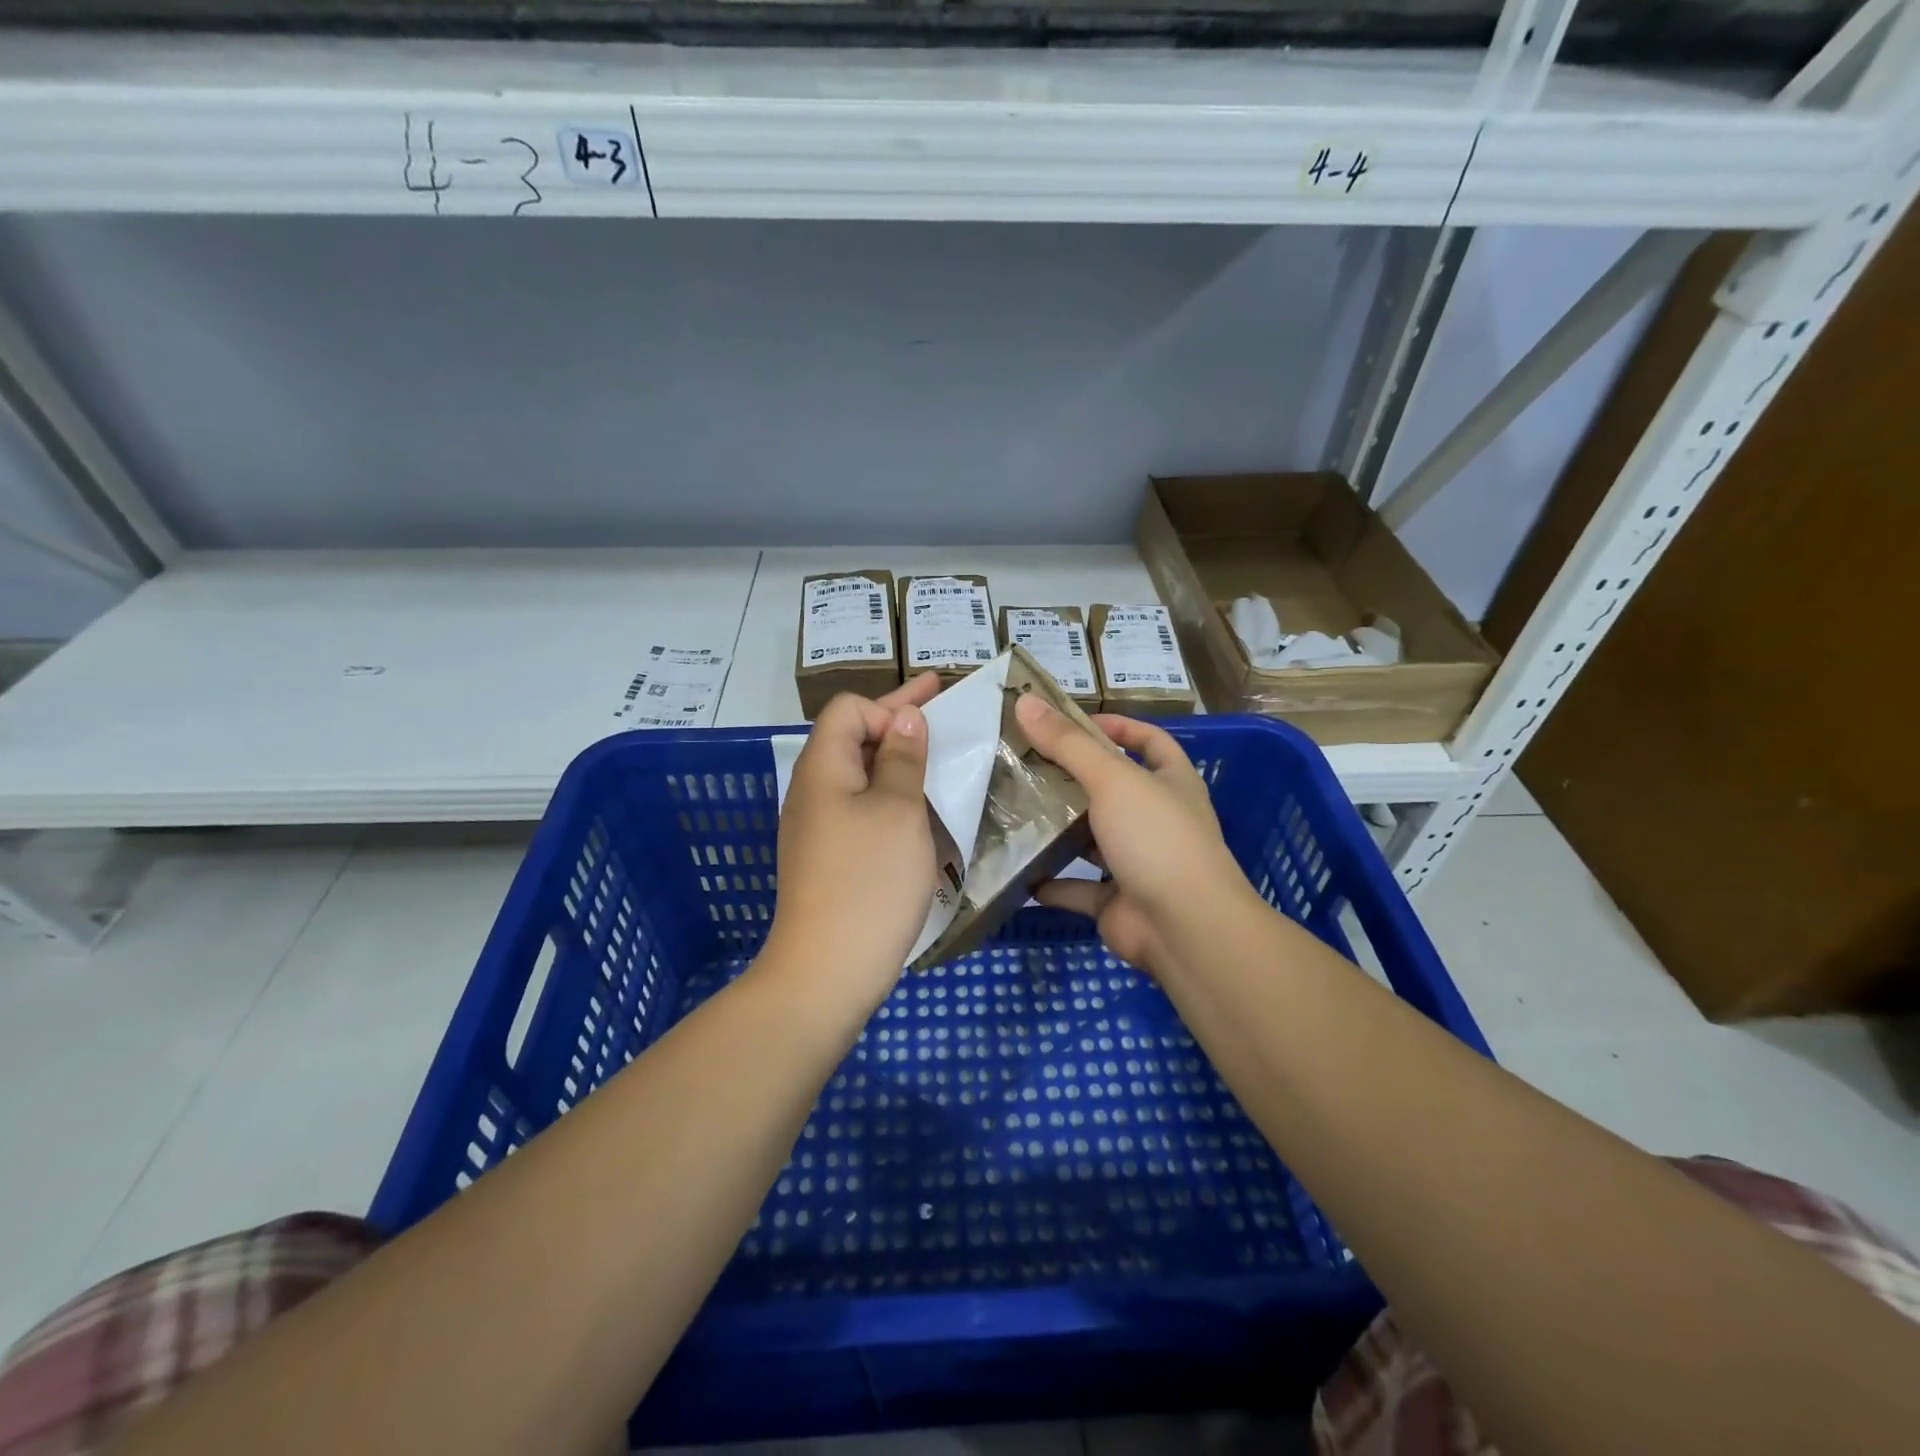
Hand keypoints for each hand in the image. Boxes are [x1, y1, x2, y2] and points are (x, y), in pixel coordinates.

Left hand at [764, 673, 941, 1010]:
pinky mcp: (828, 857)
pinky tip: (921, 814)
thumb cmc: (869, 880)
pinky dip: (891, 799)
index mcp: (823, 767)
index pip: (849, 709)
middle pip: (852, 738)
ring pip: (860, 776)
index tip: (929, 727)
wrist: (828, 970)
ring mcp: (817, 827)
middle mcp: (813, 790)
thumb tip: (905, 717)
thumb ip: (902, 757)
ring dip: (898, 763)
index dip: (889, 707)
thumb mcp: (898, 810)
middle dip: (899, 723)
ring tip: (940, 763)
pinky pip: (861, 810)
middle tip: (944, 708)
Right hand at [1014, 695, 1251, 978]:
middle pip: (1111, 789)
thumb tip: (1024, 699)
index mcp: (1170, 782)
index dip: (1115, 726)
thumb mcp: (1113, 779)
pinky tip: (1018, 871)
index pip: (1148, 740)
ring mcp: (1138, 862)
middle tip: (1024, 764)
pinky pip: (1077, 887)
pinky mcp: (1117, 901)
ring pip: (1091, 838)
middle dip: (1071, 777)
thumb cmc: (1156, 838)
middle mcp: (1157, 819)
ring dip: (1058, 829)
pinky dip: (1050, 882)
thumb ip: (1068, 743)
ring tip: (1014, 811)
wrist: (1185, 928)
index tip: (1070, 723)